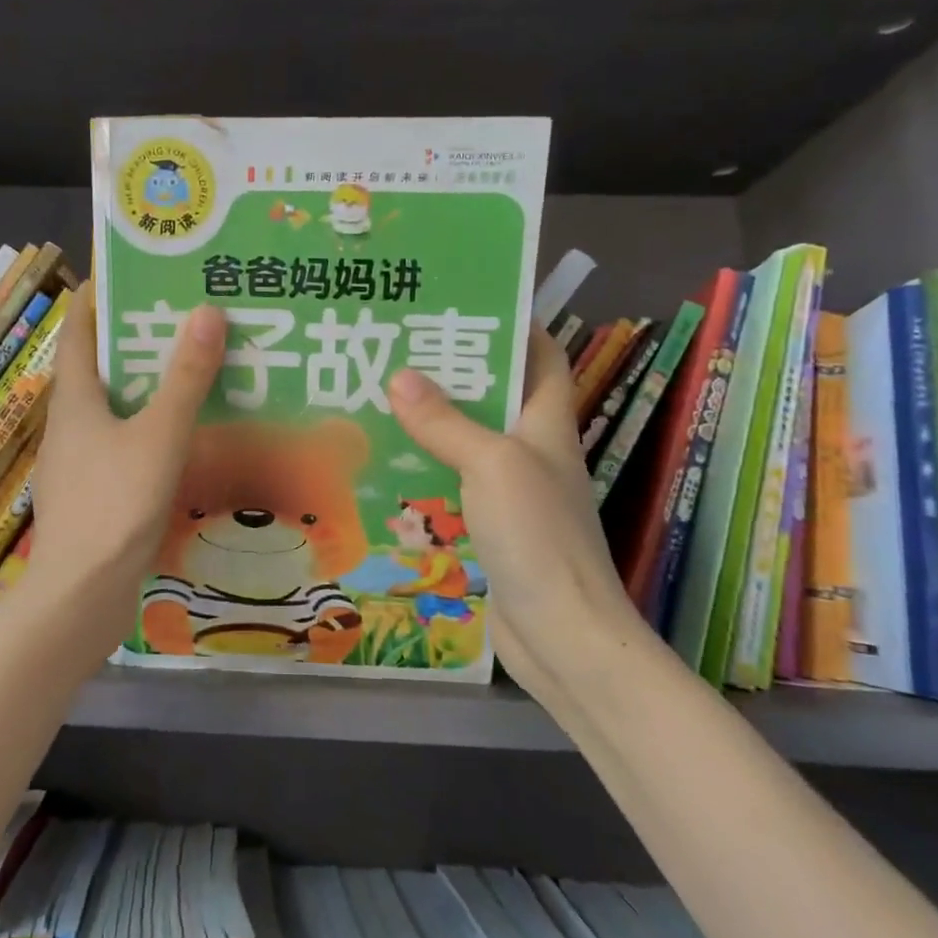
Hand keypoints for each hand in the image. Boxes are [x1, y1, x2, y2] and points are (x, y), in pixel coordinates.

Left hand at [20, 288, 225, 650]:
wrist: (82, 594)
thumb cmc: (115, 504)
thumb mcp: (159, 434)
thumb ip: (185, 377)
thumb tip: (207, 311)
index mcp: (75, 397)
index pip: (78, 328)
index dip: (100, 295)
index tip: (137, 272)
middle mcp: (71, 422)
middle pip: (100, 365)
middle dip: (138, 339)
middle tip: (187, 318)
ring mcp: (79, 460)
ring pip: (116, 407)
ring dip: (150, 386)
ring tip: (197, 370)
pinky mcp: (95, 492)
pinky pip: (125, 444)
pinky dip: (152, 429)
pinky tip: (189, 436)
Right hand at [387, 327, 650, 697]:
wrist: (561, 634)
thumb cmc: (538, 536)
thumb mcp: (491, 465)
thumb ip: (446, 422)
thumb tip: (401, 375)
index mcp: (546, 424)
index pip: (542, 356)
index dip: (515, 325)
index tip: (465, 303)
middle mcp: (530, 450)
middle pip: (495, 395)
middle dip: (453, 371)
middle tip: (397, 348)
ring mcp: (509, 491)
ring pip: (467, 441)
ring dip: (430, 421)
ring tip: (376, 396)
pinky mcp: (488, 526)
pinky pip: (451, 483)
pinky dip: (423, 469)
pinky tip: (383, 463)